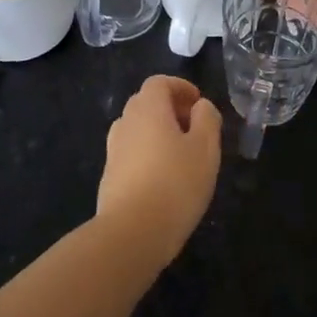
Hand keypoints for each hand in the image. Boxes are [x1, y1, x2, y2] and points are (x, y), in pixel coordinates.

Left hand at [97, 74, 222, 268]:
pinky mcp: (109, 177)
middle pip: (146, 104)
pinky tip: (165, 179)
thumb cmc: (176, 183)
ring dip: (158, 133)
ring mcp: (113, 151)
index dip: (180, 87)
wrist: (132, 233)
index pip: (159, 83)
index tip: (198, 103)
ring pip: (137, 130)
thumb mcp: (206, 148)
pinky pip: (131, 154)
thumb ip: (207, 119)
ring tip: (182, 155)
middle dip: (170, 109)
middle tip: (194, 128)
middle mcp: (125, 123)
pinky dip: (148, 155)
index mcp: (148, 109)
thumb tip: (200, 107)